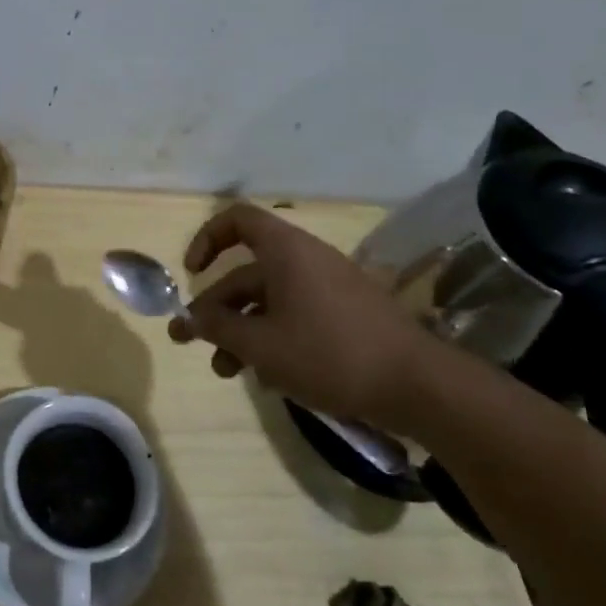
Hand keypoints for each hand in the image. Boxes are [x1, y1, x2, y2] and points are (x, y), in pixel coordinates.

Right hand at [167, 202, 444, 436]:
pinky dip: (272, 338)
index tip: (191, 274)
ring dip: (240, 331)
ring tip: (224, 370)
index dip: (207, 239)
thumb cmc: (329, 354)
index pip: (237, 220)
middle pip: (246, 273)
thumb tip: (188, 318)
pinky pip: (294, 316)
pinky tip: (264, 376)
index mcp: (286, 252)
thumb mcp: (261, 344)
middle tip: (189, 341)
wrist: (417, 385)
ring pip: (268, 302)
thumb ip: (218, 328)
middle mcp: (306, 261)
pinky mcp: (345, 316)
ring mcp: (328, 289)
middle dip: (215, 308)